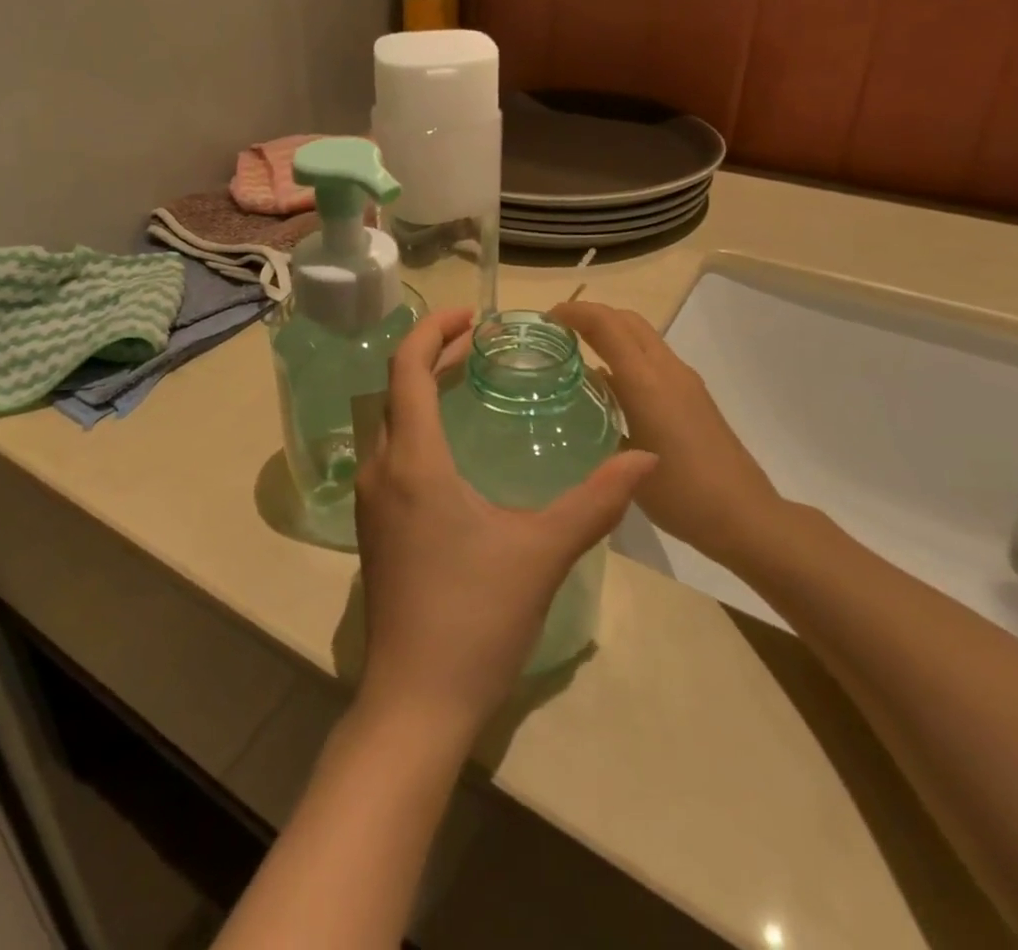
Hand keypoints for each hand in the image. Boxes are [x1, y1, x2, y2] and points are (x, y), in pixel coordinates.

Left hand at [352, 310, 654, 741]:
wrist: (416, 700)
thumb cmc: (476, 616)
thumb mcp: (543, 551)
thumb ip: (597, 500)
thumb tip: (647, 456)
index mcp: (413, 459)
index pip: (407, 368)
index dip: (433, 331)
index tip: (471, 316)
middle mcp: (381, 468)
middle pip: (395, 389)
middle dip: (432, 355)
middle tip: (477, 343)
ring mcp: (370, 501)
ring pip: (389, 422)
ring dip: (421, 391)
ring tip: (466, 380)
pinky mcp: (375, 527)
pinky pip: (390, 453)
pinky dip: (416, 427)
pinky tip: (451, 447)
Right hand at [551, 301, 784, 571]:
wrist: (745, 517)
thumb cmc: (680, 494)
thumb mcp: (625, 459)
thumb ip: (602, 416)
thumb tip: (586, 388)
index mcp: (647, 382)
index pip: (607, 325)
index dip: (575, 313)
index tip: (546, 319)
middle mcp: (668, 371)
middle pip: (627, 320)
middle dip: (591, 314)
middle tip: (557, 329)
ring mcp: (684, 381)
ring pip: (642, 335)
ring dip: (610, 330)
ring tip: (577, 349)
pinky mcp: (693, 395)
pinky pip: (652, 356)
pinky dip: (626, 352)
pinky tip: (610, 383)